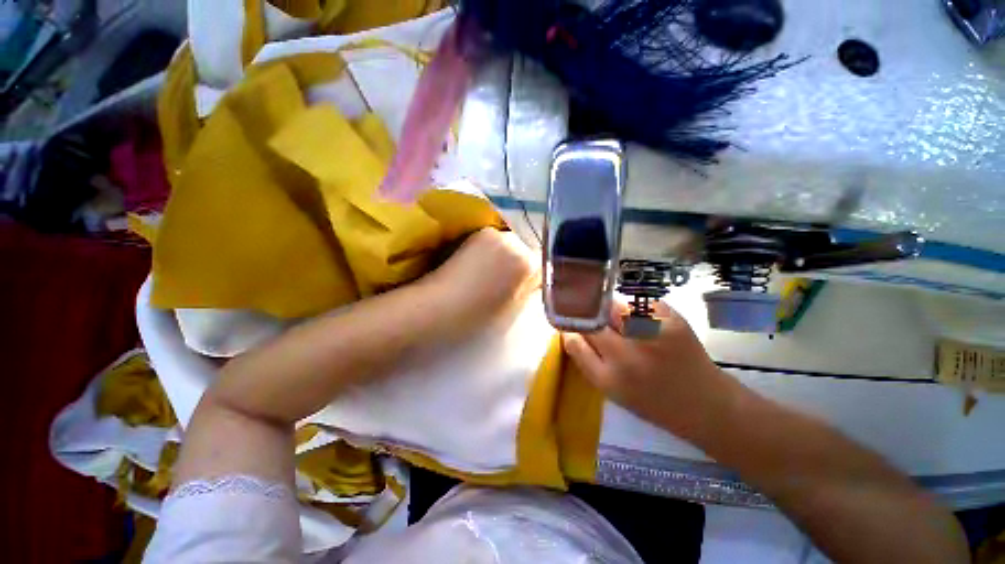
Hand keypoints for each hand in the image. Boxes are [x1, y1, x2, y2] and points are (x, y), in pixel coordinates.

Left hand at [421, 228, 540, 338]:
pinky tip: (476, 267)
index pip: (543, 265)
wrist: (437, 308)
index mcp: (526, 263)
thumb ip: (528, 291)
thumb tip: (533, 281)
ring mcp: (491, 234)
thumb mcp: (513, 310)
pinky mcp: (473, 233)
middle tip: (505, 283)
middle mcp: (512, 240)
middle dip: (519, 264)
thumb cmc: (477, 317)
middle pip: (525, 251)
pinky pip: (491, 241)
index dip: (534, 278)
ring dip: (504, 256)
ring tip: (487, 275)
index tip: (524, 289)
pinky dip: (489, 251)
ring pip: (508, 244)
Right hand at [563, 302, 738, 439]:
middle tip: (594, 318)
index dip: (569, 328)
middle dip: (588, 316)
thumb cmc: (652, 401)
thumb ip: (587, 360)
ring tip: (621, 322)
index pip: (575, 340)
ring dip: (611, 311)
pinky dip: (635, 309)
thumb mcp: (612, 391)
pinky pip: (639, 303)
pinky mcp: (672, 320)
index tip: (569, 324)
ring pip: (614, 306)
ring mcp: (651, 334)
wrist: (706, 404)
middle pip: (593, 319)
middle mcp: (628, 354)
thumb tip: (570, 331)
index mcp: (610, 377)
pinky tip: (644, 322)